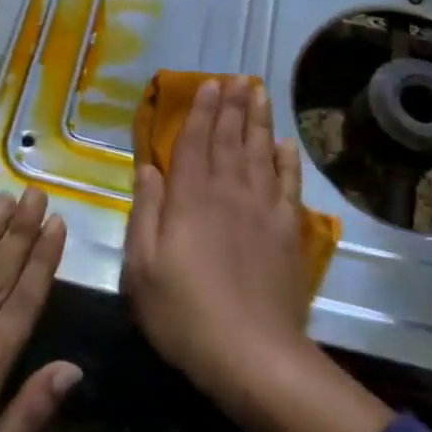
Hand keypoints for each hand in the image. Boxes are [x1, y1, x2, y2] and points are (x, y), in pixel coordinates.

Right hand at [123, 76, 393, 431]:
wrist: (251, 353)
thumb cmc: (184, 314)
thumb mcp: (142, 268)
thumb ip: (145, 213)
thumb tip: (148, 169)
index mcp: (190, 200)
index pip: (195, 143)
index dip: (202, 112)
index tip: (209, 84)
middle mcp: (228, 193)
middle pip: (231, 139)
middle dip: (233, 106)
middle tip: (238, 77)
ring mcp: (263, 210)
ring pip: (261, 153)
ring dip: (260, 121)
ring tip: (259, 93)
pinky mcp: (288, 231)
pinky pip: (288, 185)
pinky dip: (287, 161)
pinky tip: (287, 145)